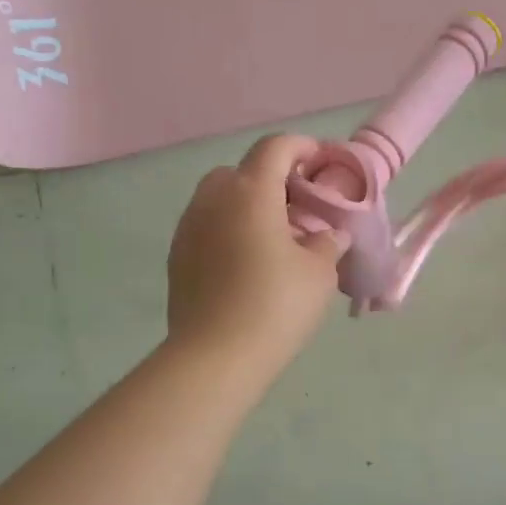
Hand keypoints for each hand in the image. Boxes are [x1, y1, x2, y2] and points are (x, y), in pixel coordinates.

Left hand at [167, 134, 345, 377]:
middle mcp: (213, 200)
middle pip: (241, 171)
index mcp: (251, 193)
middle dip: (270, 178)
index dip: (302, 147)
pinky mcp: (177, 257)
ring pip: (219, 199)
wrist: (215, 357)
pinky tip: (247, 261)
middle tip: (297, 206)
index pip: (275, 148)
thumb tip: (328, 234)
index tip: (321, 162)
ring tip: (273, 236)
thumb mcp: (319, 272)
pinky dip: (228, 229)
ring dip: (246, 205)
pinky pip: (206, 226)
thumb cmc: (276, 305)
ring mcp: (189, 228)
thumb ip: (327, 242)